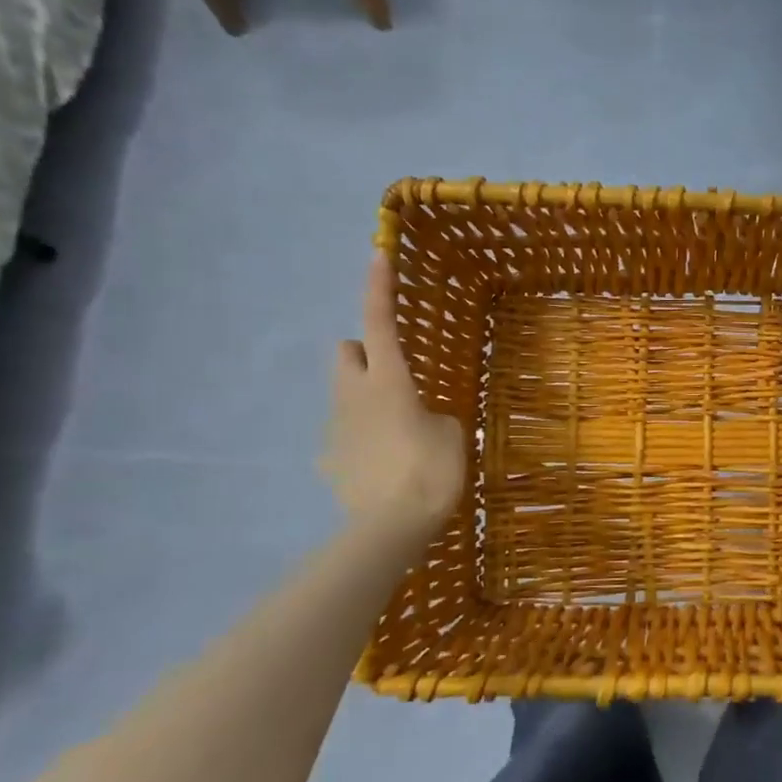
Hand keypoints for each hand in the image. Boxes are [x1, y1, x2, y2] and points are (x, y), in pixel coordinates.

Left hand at [322, 253, 466, 539]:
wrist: (391, 528)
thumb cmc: (430, 470)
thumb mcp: (452, 434)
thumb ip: (434, 415)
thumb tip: (420, 419)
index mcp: (388, 381)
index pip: (379, 322)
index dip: (379, 287)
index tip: (377, 254)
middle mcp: (352, 395)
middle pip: (345, 351)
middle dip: (364, 351)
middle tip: (396, 375)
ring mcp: (335, 428)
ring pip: (344, 393)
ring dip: (366, 397)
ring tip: (398, 431)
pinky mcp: (329, 459)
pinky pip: (346, 434)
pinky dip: (363, 438)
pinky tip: (384, 465)